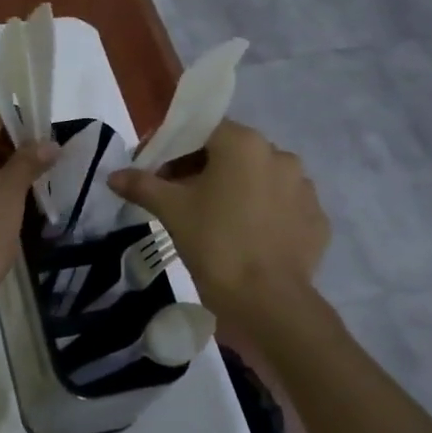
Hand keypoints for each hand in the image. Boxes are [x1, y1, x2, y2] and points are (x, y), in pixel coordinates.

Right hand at [107, 119, 327, 323]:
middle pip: (232, 152)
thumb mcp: (171, 210)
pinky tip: (245, 236)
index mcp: (244, 144)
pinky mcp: (316, 219)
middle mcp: (280, 155)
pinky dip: (262, 213)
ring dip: (236, 189)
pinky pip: (281, 205)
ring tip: (215, 220)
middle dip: (203, 169)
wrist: (268, 301)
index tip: (158, 174)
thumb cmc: (215, 243)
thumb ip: (142, 185)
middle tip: (180, 198)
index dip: (175, 148)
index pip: (202, 130)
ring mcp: (304, 188)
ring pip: (259, 178)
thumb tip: (114, 176)